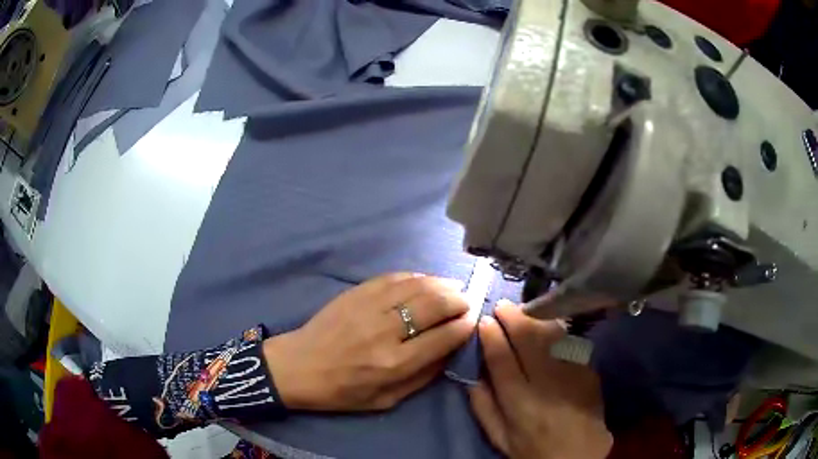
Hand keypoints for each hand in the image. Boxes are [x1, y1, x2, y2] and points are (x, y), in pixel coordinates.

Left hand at [263, 273, 474, 410]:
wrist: (298, 366)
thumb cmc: (342, 392)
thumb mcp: (386, 400)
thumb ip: (423, 377)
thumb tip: (450, 350)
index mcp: (394, 364)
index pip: (444, 337)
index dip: (465, 326)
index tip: (473, 321)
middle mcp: (385, 331)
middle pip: (435, 305)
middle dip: (459, 300)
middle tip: (467, 302)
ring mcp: (369, 306)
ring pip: (418, 285)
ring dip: (442, 284)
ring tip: (453, 289)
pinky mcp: (356, 292)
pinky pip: (394, 277)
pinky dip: (416, 277)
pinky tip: (425, 281)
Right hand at [469, 301, 611, 458]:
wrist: (579, 455)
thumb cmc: (534, 450)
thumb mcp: (500, 438)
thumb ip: (484, 408)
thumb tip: (473, 378)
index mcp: (520, 402)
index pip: (502, 360)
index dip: (491, 337)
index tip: (484, 320)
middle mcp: (546, 384)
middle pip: (528, 341)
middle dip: (513, 318)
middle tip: (502, 305)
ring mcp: (572, 374)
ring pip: (552, 336)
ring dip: (536, 319)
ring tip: (524, 310)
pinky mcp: (589, 371)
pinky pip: (570, 344)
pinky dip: (557, 331)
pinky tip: (550, 325)